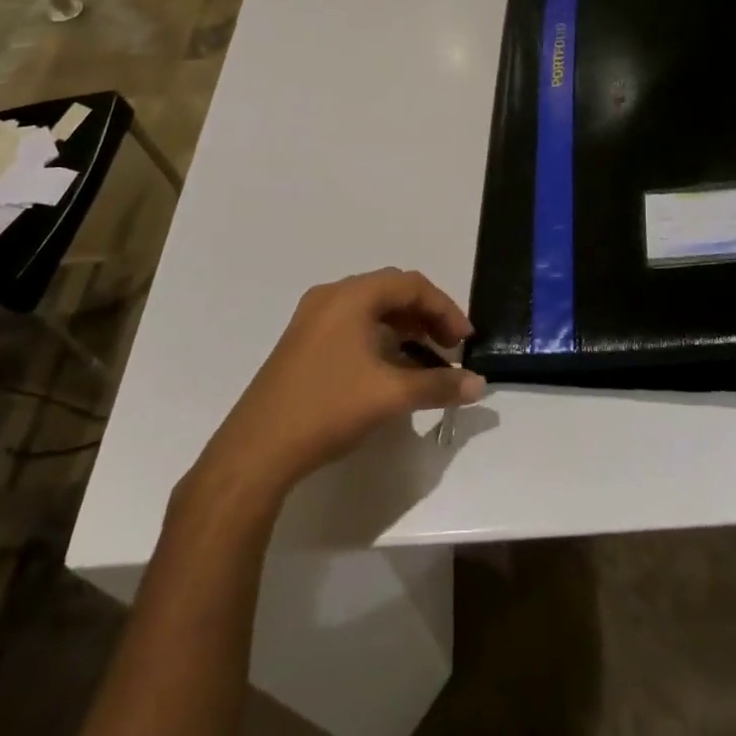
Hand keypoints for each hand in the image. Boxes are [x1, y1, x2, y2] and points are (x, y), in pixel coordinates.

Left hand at [197, 269, 485, 496]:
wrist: (256, 451)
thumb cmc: (327, 408)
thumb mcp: (390, 396)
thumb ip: (439, 385)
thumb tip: (479, 385)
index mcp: (351, 295)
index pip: (411, 285)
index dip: (444, 309)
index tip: (465, 341)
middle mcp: (331, 296)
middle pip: (391, 292)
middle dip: (426, 316)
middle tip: (450, 347)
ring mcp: (313, 319)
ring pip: (371, 310)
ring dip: (404, 328)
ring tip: (427, 359)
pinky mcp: (303, 343)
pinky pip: (353, 326)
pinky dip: (381, 338)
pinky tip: (392, 369)